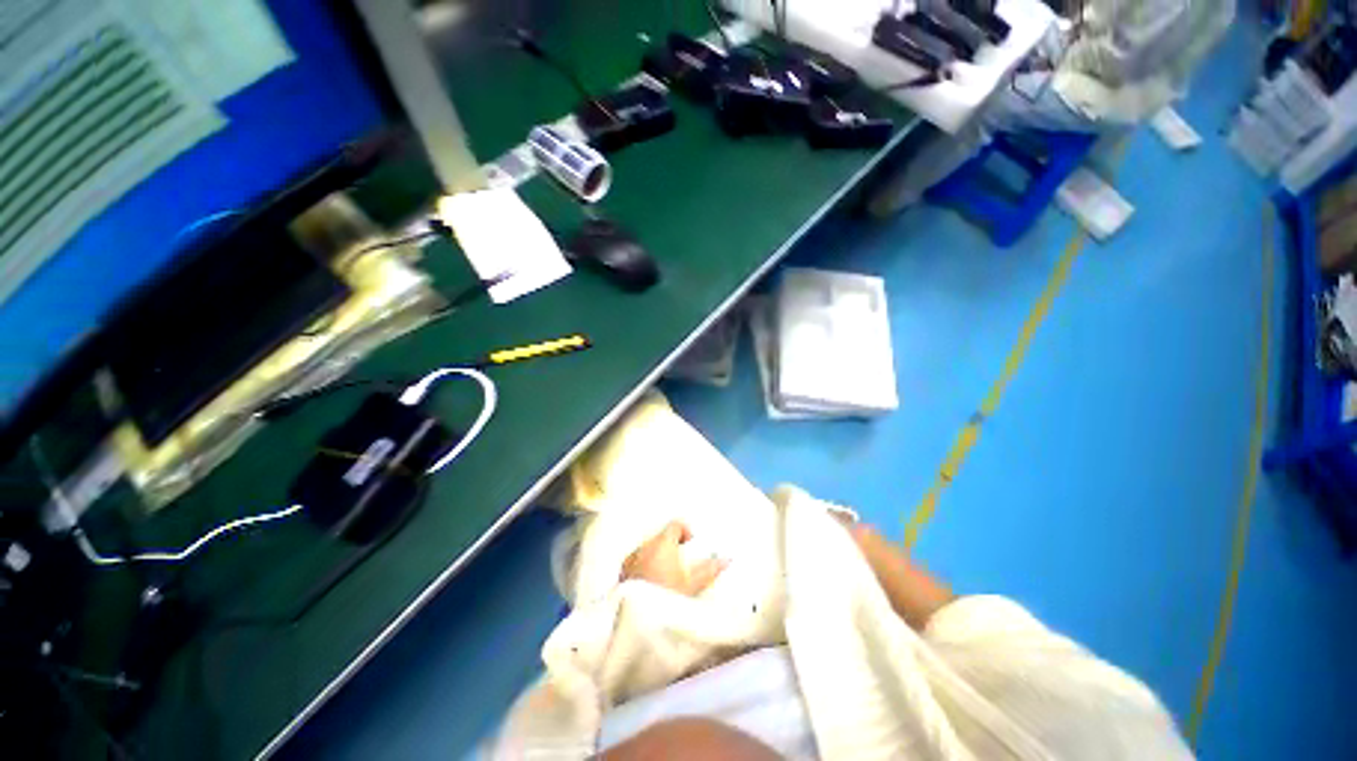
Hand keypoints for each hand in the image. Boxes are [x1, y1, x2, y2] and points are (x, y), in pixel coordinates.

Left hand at [621, 522, 725, 596]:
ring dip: (657, 557)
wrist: (638, 622)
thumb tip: (725, 559)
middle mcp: (644, 547)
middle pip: (661, 536)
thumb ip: (710, 569)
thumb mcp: (693, 586)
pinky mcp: (622, 573)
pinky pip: (636, 562)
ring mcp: (631, 559)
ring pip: (648, 549)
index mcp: (662, 544)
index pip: (675, 524)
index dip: (685, 531)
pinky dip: (644, 567)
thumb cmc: (666, 600)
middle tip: (681, 564)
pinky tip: (651, 585)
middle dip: (672, 546)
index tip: (690, 545)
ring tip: (666, 577)